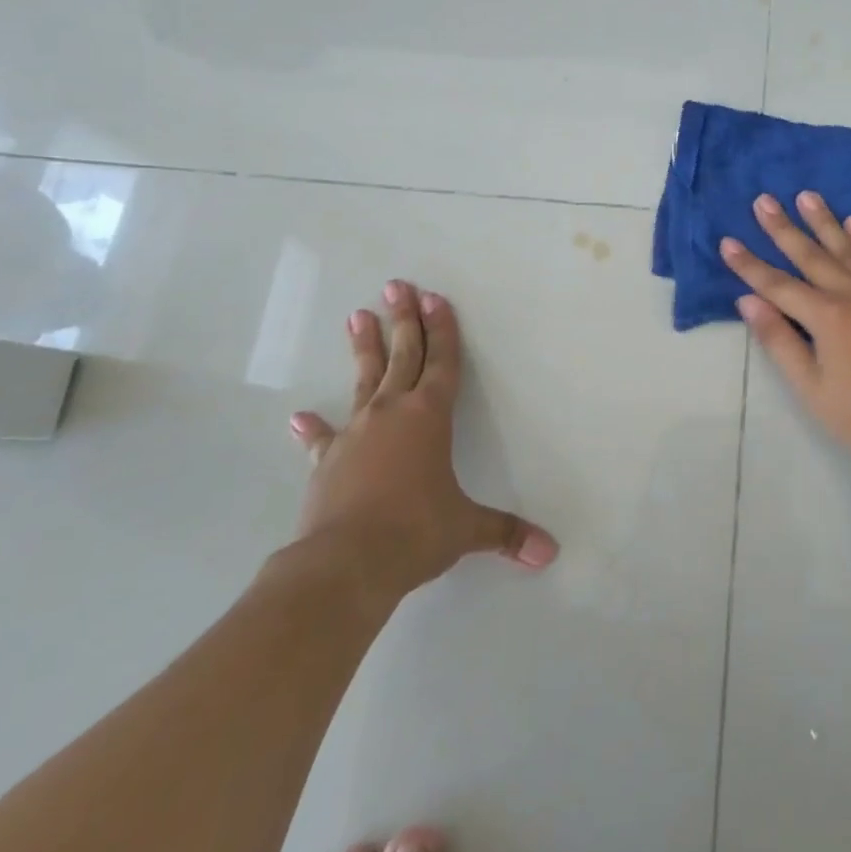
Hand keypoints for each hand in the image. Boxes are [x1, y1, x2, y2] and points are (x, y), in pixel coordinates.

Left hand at [286, 280, 557, 604]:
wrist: (344, 565)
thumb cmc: (415, 531)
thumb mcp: (466, 529)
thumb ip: (505, 533)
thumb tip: (549, 553)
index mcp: (430, 416)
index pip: (442, 361)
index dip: (442, 329)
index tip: (434, 297)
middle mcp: (392, 413)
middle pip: (402, 355)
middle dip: (403, 320)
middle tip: (396, 287)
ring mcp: (355, 434)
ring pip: (364, 381)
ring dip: (364, 349)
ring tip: (358, 317)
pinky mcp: (327, 462)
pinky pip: (324, 438)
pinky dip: (314, 428)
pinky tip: (301, 417)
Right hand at [721, 192, 850, 491]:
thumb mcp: (810, 387)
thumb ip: (779, 340)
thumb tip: (748, 301)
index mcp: (828, 317)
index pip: (778, 284)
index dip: (749, 264)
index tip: (728, 241)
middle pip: (812, 256)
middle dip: (784, 228)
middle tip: (764, 200)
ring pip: (850, 249)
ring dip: (826, 222)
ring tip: (807, 196)